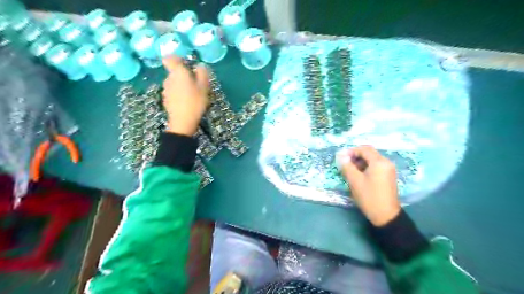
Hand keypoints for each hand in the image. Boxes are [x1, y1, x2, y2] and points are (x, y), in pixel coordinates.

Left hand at [162, 56, 208, 136]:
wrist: (183, 122)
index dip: (177, 59)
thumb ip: (202, 73)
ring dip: (182, 85)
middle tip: (196, 83)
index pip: (170, 58)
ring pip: (174, 82)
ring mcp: (166, 89)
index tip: (186, 64)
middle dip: (184, 75)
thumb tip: (200, 65)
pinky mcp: (166, 99)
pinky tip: (187, 102)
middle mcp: (168, 78)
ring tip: (193, 94)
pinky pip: (173, 92)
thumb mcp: (204, 87)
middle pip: (174, 72)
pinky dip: (179, 94)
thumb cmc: (195, 101)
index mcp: (178, 72)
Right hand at [338, 146, 399, 225]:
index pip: (364, 149)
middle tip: (345, 164)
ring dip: (360, 162)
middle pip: (369, 153)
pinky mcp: (388, 176)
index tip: (342, 158)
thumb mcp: (354, 180)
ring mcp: (389, 170)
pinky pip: (376, 166)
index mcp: (379, 162)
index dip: (351, 151)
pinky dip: (367, 167)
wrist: (386, 215)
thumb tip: (341, 155)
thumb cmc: (369, 196)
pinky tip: (359, 176)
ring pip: (372, 160)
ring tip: (350, 171)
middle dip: (356, 156)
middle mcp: (386, 162)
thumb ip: (347, 166)